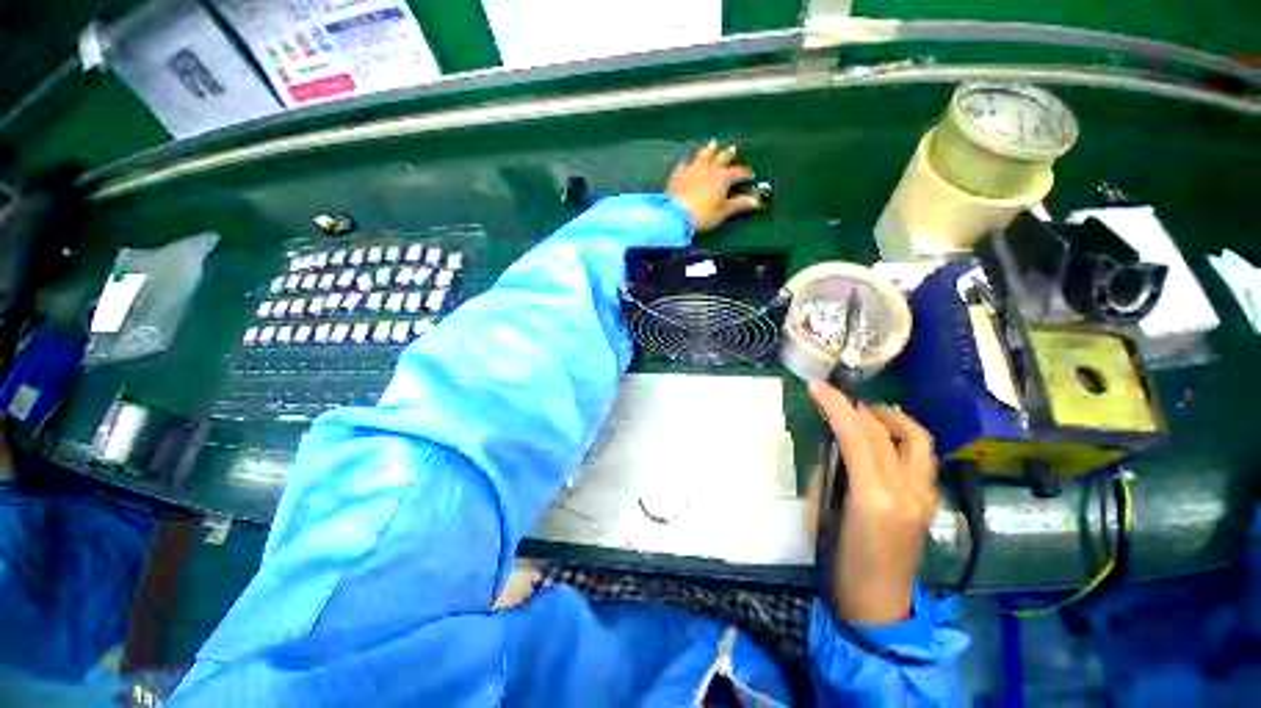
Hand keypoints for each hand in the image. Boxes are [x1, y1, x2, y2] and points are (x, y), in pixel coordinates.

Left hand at [665, 141, 763, 231]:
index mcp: (723, 177)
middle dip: (728, 155)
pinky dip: (689, 160)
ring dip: (709, 149)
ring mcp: (692, 169)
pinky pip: (685, 163)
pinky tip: (689, 159)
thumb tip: (756, 200)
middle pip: (721, 158)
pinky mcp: (678, 174)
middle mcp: (709, 168)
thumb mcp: (723, 211)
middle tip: (733, 149)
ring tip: (713, 144)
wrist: (675, 215)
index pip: (738, 172)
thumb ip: (739, 204)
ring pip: (703, 155)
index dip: (745, 174)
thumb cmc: (702, 215)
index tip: (750, 175)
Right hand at [807, 380, 938, 624]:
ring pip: (916, 439)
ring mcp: (925, 496)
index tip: (816, 385)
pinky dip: (903, 437)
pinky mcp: (930, 501)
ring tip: (866, 412)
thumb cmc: (840, 562)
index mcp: (875, 496)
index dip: (835, 405)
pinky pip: (922, 456)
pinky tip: (885, 439)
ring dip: (890, 417)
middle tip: (834, 396)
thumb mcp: (823, 514)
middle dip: (855, 406)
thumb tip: (832, 447)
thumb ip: (829, 475)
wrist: (880, 604)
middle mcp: (907, 490)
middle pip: (884, 432)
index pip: (857, 435)